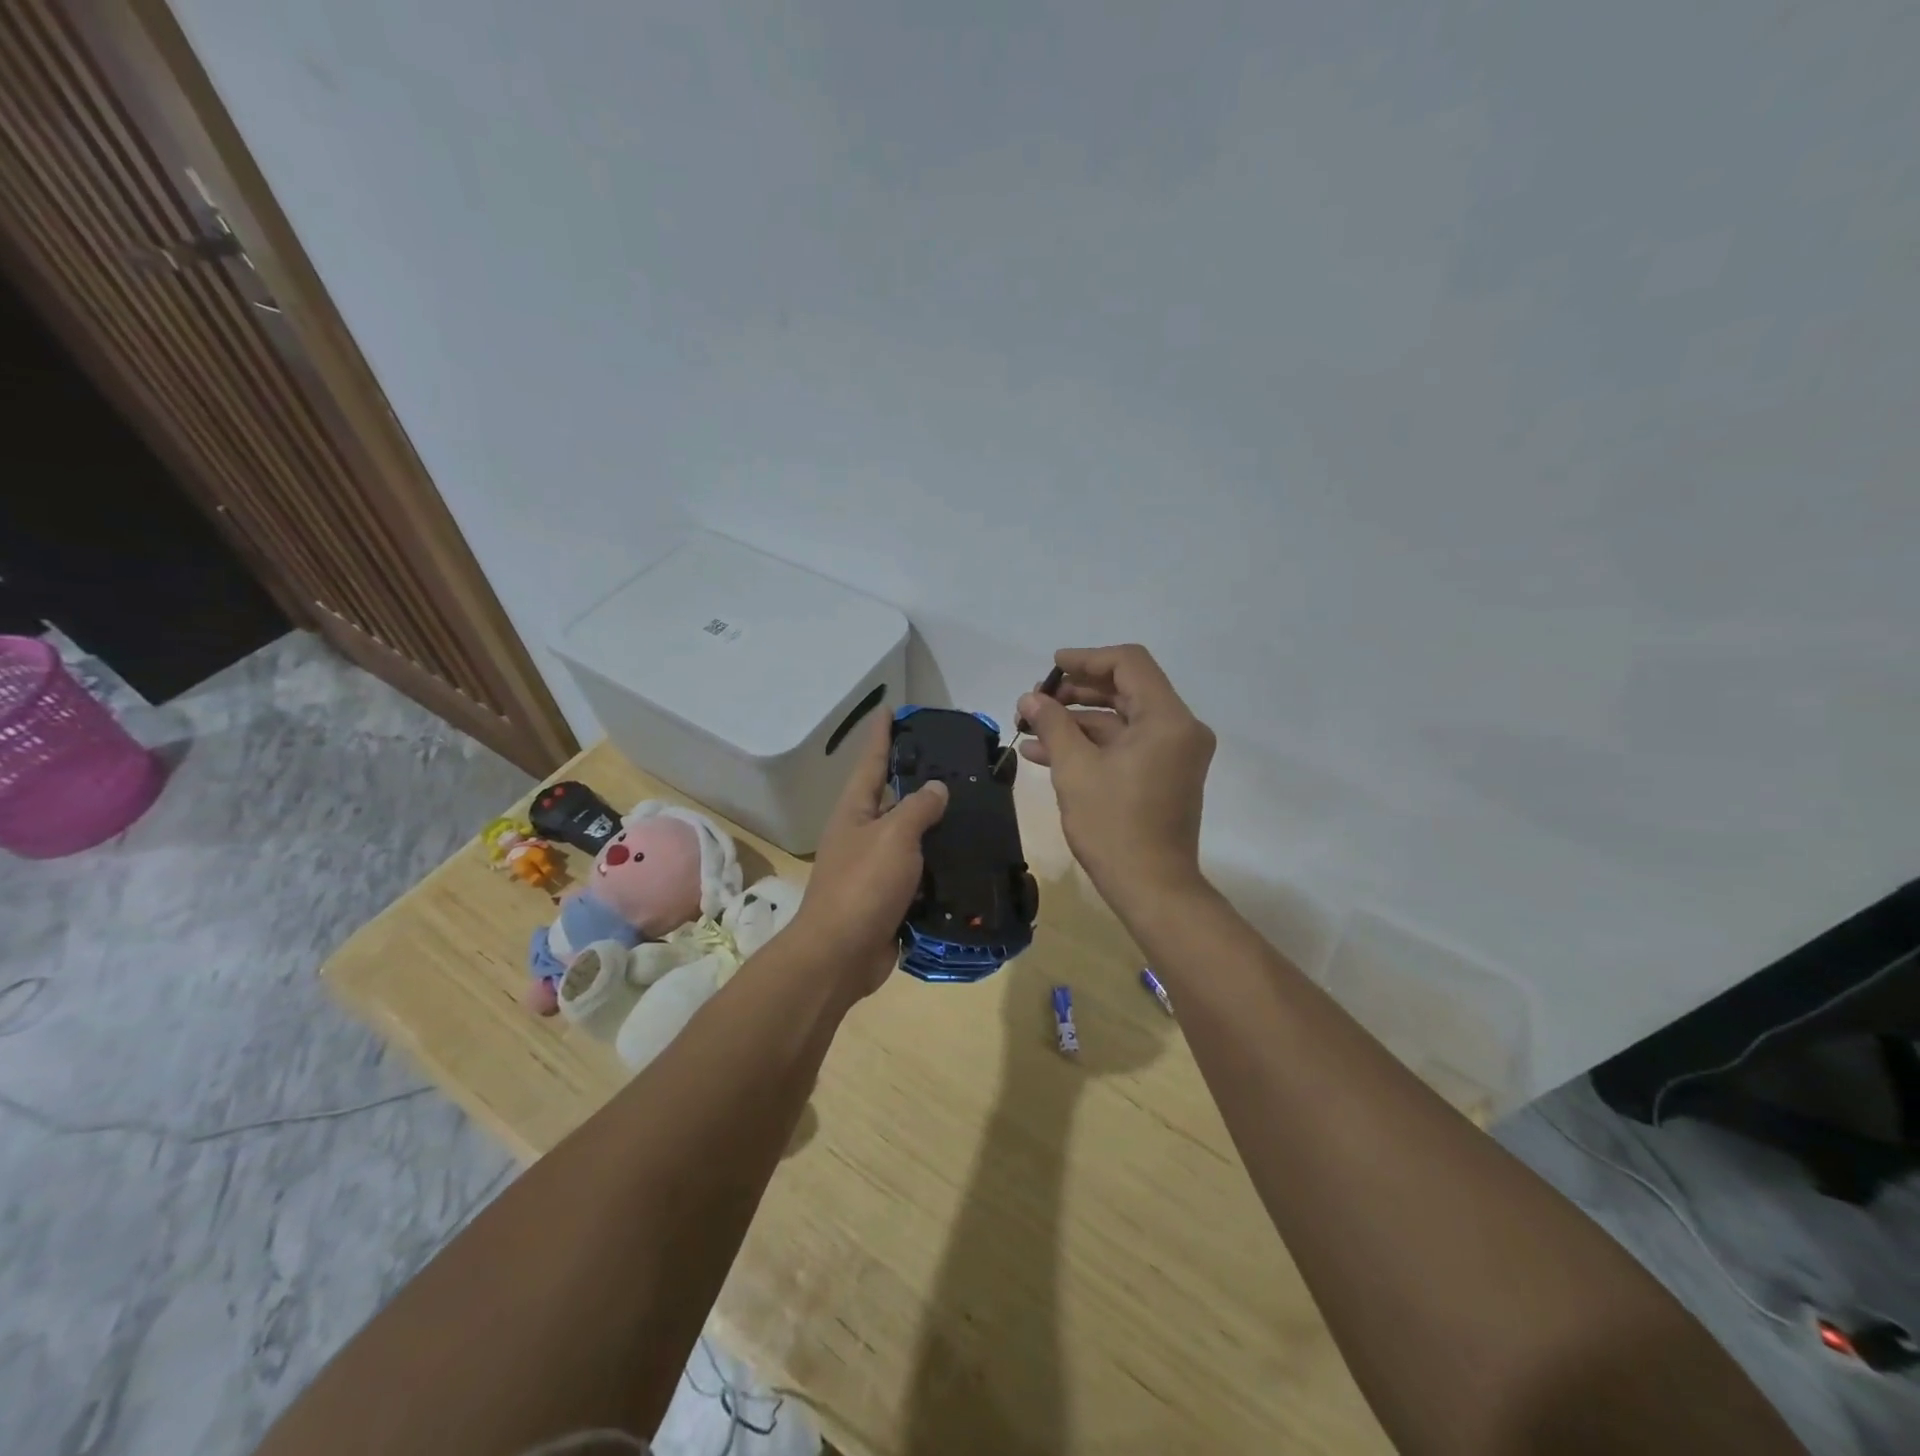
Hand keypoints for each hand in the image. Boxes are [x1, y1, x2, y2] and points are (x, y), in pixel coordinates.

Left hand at [793, 713, 948, 995]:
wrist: (841, 955)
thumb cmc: (863, 885)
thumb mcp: (893, 836)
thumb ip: (918, 807)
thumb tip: (936, 788)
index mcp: (854, 811)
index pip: (870, 761)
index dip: (881, 735)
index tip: (891, 708)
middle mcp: (861, 833)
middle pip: (891, 797)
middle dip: (917, 778)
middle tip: (954, 760)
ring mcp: (874, 867)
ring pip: (909, 836)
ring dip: (934, 823)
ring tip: (971, 805)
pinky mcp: (889, 896)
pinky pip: (918, 870)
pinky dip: (939, 862)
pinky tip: (967, 855)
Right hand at [1018, 644, 1215, 911]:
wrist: (1151, 888)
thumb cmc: (1113, 826)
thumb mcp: (1075, 769)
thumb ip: (1052, 724)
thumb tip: (1030, 698)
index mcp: (1167, 719)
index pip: (1129, 664)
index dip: (1086, 659)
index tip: (1050, 667)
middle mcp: (1179, 729)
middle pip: (1125, 689)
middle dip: (1076, 692)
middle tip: (1035, 700)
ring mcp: (1173, 753)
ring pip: (1121, 719)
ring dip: (1077, 720)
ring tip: (1031, 726)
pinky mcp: (1163, 774)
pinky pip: (1125, 745)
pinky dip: (1091, 744)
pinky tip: (1045, 752)